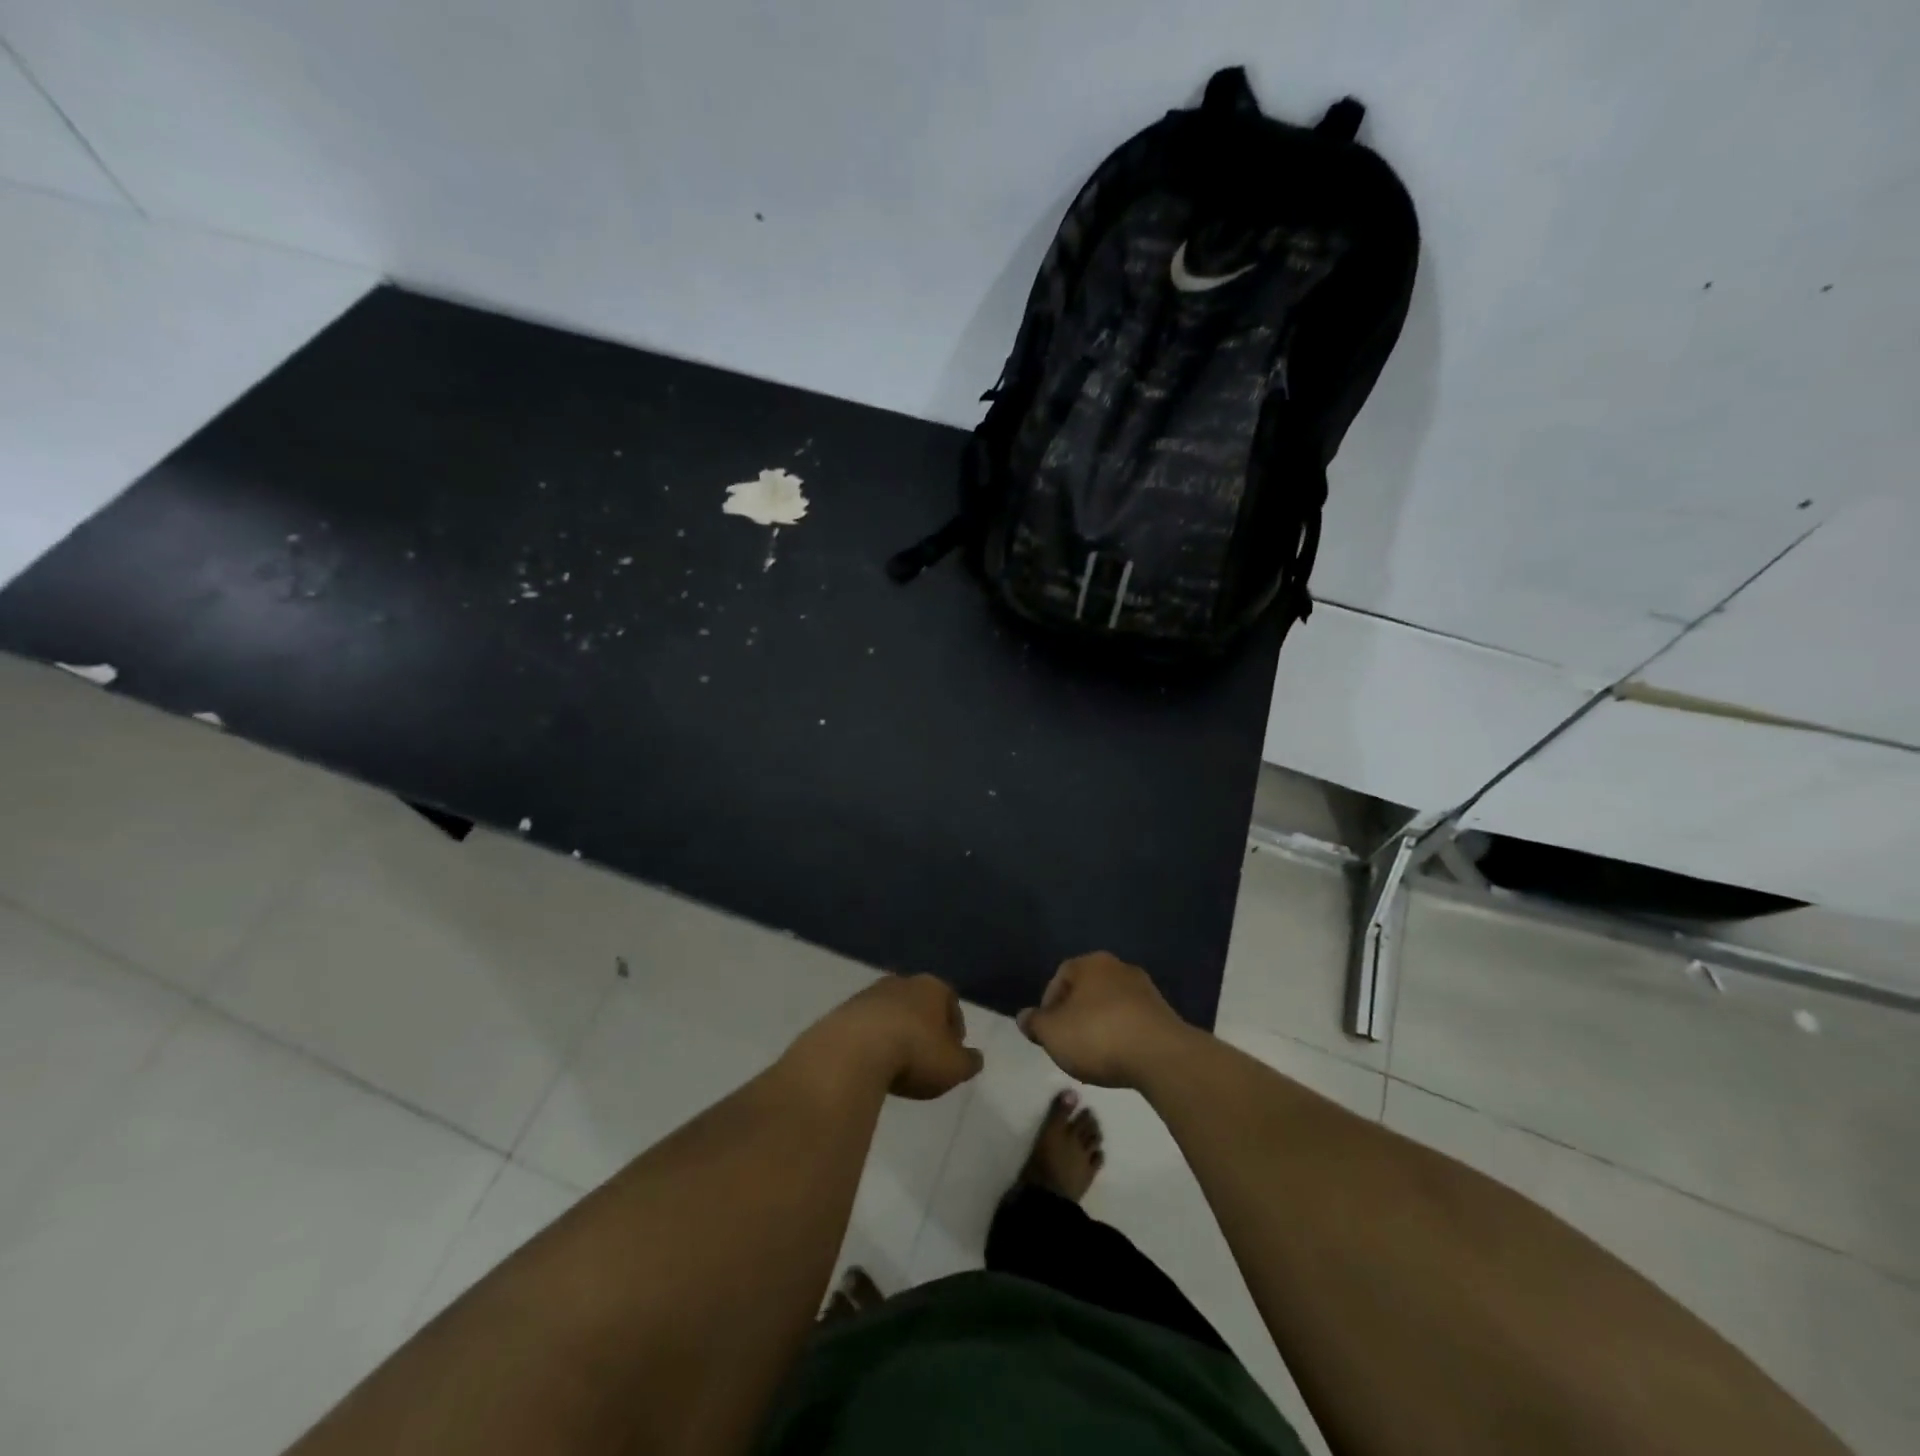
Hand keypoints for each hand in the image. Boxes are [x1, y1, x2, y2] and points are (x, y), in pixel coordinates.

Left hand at [795, 973, 983, 1099]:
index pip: (950, 1001)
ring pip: (891, 1012)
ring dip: (895, 1032)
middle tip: (925, 1057)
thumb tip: (975, 1058)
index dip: (955, 1027)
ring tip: (896, 1063)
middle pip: (919, 1003)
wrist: (854, 1051)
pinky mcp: (843, 1011)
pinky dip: (871, 1041)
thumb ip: (968, 1062)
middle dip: (924, 1026)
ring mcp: (869, 994)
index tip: (953, 1052)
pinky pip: (866, 1026)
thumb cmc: (914, 1053)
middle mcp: (901, 982)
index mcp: (932, 987)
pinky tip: (871, 1064)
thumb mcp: (953, 1066)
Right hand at [1018, 952, 1193, 1088]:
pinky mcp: (1164, 1014)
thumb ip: (1035, 1023)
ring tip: (1094, 1056)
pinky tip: (1119, 1058)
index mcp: (1090, 963)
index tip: (1047, 1032)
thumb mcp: (1052, 1033)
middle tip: (1068, 1043)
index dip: (1049, 1005)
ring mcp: (1145, 990)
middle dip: (1075, 1015)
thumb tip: (1024, 1017)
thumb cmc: (1098, 1036)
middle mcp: (1119, 968)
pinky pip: (1132, 1021)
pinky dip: (1122, 1035)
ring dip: (1100, 1026)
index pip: (1060, 976)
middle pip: (1087, 990)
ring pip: (1111, 1005)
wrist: (1160, 1056)